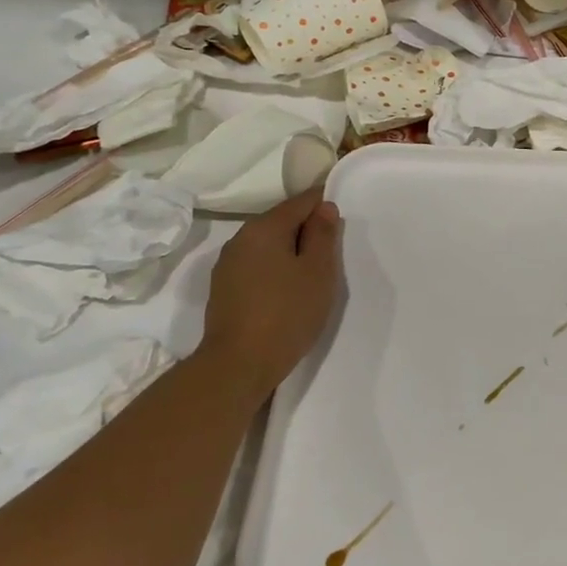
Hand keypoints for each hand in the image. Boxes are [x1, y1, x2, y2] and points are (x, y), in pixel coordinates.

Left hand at [198, 189, 342, 379]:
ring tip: (312, 276)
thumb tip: (324, 207)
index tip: (342, 223)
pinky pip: (257, 265)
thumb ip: (323, 234)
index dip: (325, 205)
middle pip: (282, 221)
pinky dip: (275, 269)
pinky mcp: (224, 288)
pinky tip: (287, 291)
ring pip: (268, 245)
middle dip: (308, 230)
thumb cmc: (287, 313)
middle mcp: (241, 238)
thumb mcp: (318, 271)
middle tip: (332, 255)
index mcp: (265, 227)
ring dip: (291, 251)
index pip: (301, 201)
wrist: (238, 365)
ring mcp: (228, 264)